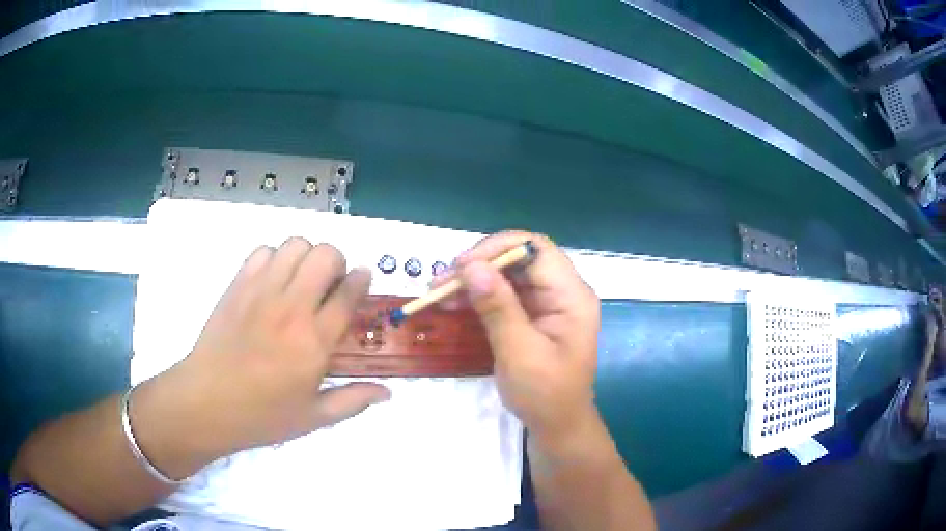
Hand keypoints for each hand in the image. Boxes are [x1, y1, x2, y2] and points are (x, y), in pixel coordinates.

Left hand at [132, 238, 389, 478]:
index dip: (361, 280)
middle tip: (330, 283)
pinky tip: (272, 282)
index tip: (362, 280)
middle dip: (336, 262)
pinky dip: (274, 258)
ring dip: (306, 256)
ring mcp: (260, 292)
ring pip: (295, 245)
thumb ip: (353, 401)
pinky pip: (262, 251)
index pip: (348, 294)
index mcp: (314, 343)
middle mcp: (291, 309)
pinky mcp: (237, 286)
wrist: (206, 403)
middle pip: (325, 255)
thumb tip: (388, 393)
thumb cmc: (262, 416)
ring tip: (301, 280)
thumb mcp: (314, 418)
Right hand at [437, 232, 600, 442]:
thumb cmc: (545, 395)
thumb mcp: (520, 353)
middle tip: (442, 280)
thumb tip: (472, 266)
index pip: (537, 249)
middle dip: (480, 265)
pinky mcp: (532, 315)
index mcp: (571, 296)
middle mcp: (562, 292)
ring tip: (439, 292)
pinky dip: (478, 296)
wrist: (557, 426)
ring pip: (508, 275)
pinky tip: (453, 303)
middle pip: (520, 259)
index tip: (462, 266)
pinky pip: (503, 294)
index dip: (498, 248)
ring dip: (474, 280)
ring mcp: (547, 303)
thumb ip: (498, 308)